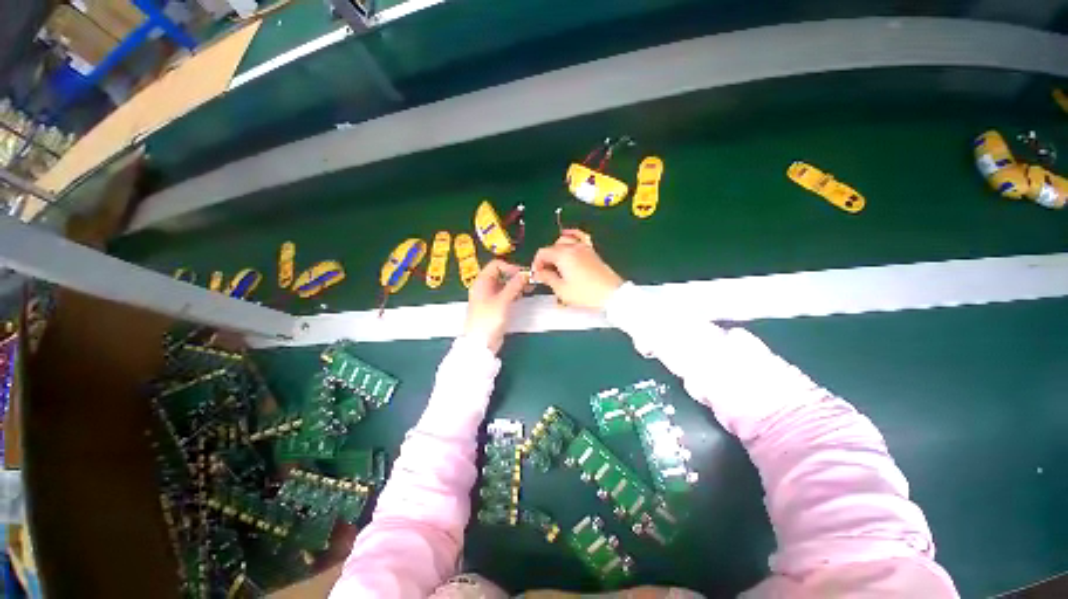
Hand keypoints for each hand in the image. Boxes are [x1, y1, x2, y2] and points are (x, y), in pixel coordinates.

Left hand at [464, 260, 529, 353]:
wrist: (480, 343)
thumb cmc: (488, 320)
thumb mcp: (502, 301)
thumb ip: (514, 286)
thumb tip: (524, 274)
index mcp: (482, 282)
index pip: (496, 265)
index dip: (510, 267)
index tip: (523, 274)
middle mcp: (485, 287)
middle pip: (501, 274)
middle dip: (515, 276)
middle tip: (530, 281)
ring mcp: (489, 297)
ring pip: (504, 284)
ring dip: (516, 284)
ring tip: (530, 288)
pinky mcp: (495, 306)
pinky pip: (505, 294)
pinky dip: (514, 293)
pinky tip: (523, 295)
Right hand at [532, 232, 623, 308]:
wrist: (610, 294)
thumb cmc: (585, 293)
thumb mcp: (562, 289)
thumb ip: (547, 278)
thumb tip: (538, 273)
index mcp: (563, 255)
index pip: (542, 253)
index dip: (536, 263)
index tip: (537, 275)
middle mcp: (572, 247)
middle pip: (552, 247)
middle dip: (546, 259)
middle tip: (546, 274)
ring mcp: (584, 247)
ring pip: (564, 241)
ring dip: (556, 250)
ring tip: (556, 263)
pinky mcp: (591, 251)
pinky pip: (579, 237)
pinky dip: (571, 236)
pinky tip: (568, 240)